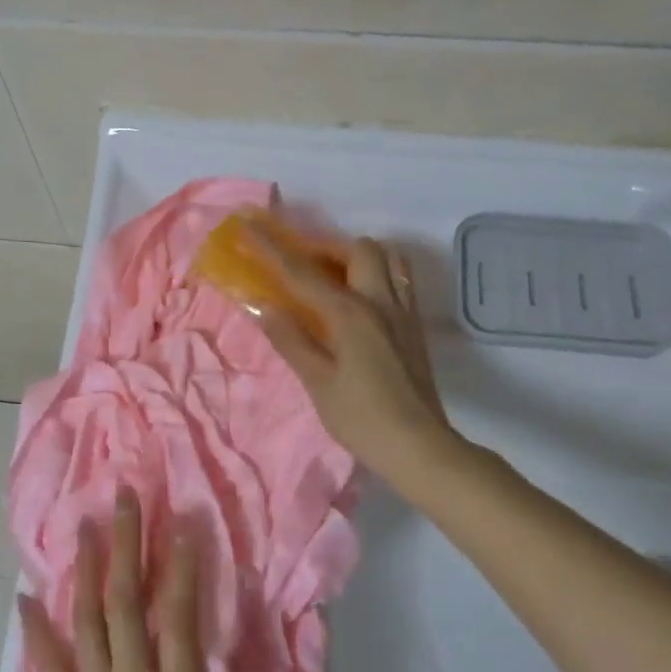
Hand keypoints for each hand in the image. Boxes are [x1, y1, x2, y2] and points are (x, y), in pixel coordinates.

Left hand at [18, 494, 304, 671]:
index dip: (180, 567)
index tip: (182, 522)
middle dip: (126, 545)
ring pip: (88, 621)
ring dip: (84, 570)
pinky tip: (23, 597)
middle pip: (127, 603)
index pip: (179, 619)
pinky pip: (48, 668)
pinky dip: (35, 631)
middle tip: (124, 496)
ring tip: (83, 525)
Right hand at [243, 225, 454, 482]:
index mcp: (350, 314)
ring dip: (358, 257)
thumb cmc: (363, 419)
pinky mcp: (415, 327)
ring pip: (388, 259)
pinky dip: (377, 274)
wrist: (420, 448)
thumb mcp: (318, 383)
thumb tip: (263, 306)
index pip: (303, 272)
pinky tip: (360, 301)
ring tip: (334, 277)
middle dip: (326, 247)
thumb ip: (291, 340)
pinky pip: (399, 280)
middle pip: (359, 249)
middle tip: (302, 265)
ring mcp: (404, 312)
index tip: (249, 223)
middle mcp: (381, 302)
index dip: (272, 247)